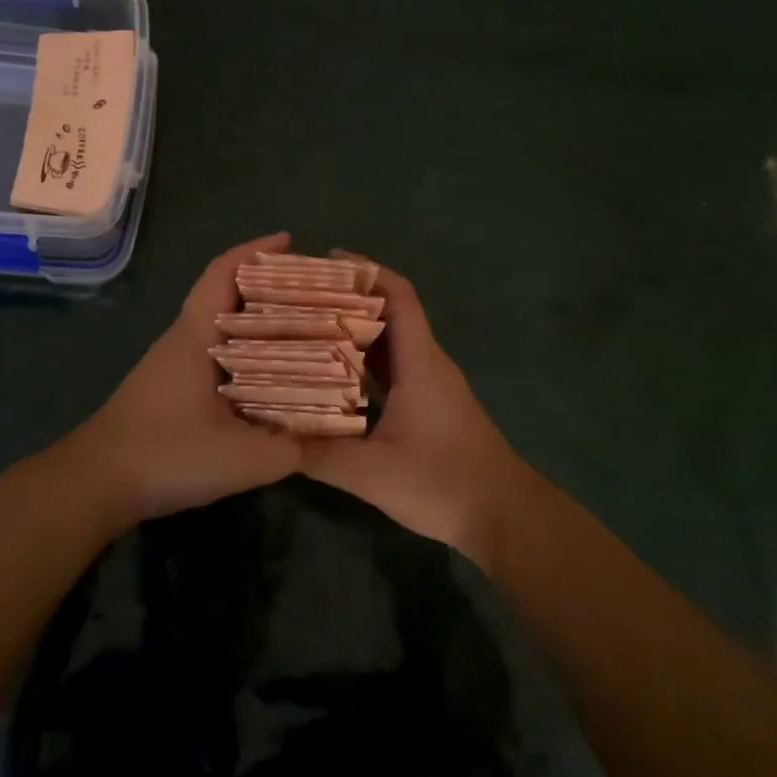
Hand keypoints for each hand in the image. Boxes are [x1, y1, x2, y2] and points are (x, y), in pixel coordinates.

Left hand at [44, 232, 302, 534]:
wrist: (94, 484)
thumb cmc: (165, 456)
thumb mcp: (241, 459)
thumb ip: (291, 448)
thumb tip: (332, 434)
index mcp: (196, 337)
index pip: (222, 274)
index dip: (255, 252)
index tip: (291, 242)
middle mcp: (184, 340)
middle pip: (227, 295)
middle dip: (269, 286)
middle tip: (315, 293)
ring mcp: (173, 364)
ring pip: (222, 326)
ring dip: (258, 320)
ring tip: (304, 329)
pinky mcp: (170, 388)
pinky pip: (216, 353)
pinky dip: (246, 350)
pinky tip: (271, 375)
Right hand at [296, 259, 538, 567]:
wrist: (504, 515)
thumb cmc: (443, 483)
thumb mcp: (373, 474)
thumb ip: (321, 454)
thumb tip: (273, 436)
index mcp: (419, 362)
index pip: (399, 295)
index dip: (367, 270)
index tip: (327, 260)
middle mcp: (427, 363)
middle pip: (390, 313)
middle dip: (349, 298)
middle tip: (301, 297)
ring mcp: (431, 385)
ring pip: (391, 343)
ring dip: (355, 331)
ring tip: (308, 327)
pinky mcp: (431, 406)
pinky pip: (393, 369)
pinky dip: (364, 363)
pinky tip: (333, 376)